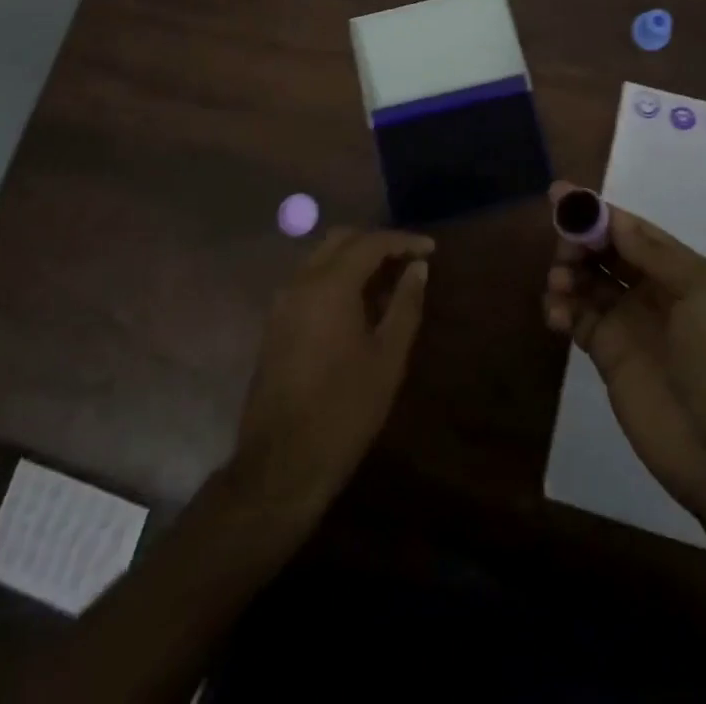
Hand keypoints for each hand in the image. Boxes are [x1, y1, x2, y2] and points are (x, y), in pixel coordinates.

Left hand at [234, 226, 432, 514]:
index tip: (431, 249)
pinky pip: (309, 280)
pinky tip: (358, 303)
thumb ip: (405, 305)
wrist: (281, 464)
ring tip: (388, 281)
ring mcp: (282, 301)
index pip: (370, 242)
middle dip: (376, 242)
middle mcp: (301, 281)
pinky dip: (335, 277)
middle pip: (341, 239)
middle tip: (408, 260)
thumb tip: (418, 268)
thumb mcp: (388, 358)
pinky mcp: (275, 322)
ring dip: (354, 258)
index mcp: (329, 285)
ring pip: (321, 257)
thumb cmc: (344, 410)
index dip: (403, 241)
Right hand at [543, 181, 705, 528]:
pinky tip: (558, 315)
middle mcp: (656, 292)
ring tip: (559, 284)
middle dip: (579, 240)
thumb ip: (657, 255)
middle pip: (606, 251)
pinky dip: (562, 309)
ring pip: (588, 281)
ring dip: (567, 272)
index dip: (599, 212)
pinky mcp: (609, 356)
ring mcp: (631, 324)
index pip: (634, 231)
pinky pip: (578, 318)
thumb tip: (616, 220)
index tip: (561, 195)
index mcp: (685, 272)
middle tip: (562, 248)